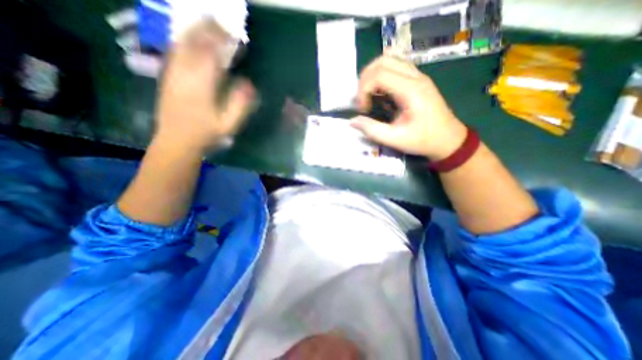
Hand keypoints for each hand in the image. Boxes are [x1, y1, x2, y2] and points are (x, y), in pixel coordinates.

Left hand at [154, 20, 255, 153]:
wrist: (177, 141)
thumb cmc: (206, 134)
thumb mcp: (228, 124)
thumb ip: (240, 104)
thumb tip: (249, 84)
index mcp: (201, 86)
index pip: (211, 54)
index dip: (222, 41)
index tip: (235, 36)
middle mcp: (184, 74)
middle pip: (193, 43)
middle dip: (207, 30)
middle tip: (222, 24)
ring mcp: (172, 73)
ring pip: (181, 43)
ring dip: (195, 31)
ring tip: (208, 26)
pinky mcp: (167, 76)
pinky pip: (175, 52)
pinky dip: (185, 41)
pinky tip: (193, 41)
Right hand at [351, 55, 466, 159]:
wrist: (448, 139)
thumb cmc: (423, 140)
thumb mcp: (395, 139)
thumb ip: (372, 130)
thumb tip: (352, 121)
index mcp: (411, 90)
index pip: (379, 74)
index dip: (363, 90)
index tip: (362, 109)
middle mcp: (415, 77)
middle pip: (383, 61)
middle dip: (365, 80)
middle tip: (362, 101)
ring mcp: (418, 76)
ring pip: (389, 60)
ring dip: (372, 76)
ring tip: (369, 96)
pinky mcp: (417, 80)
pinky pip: (395, 67)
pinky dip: (381, 76)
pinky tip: (380, 94)